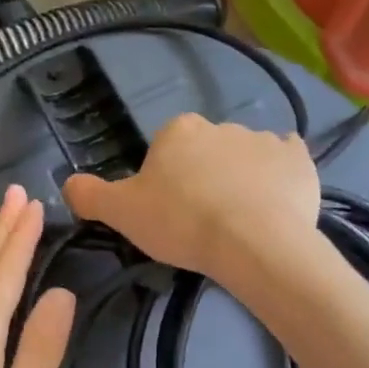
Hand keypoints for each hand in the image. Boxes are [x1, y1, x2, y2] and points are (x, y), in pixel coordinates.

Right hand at [61, 114, 321, 279]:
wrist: (254, 242)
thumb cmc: (182, 223)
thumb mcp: (121, 213)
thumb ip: (89, 195)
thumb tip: (67, 183)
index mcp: (178, 130)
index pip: (164, 151)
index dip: (163, 183)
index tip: (168, 214)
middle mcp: (221, 125)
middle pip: (205, 153)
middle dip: (202, 179)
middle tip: (201, 222)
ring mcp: (265, 140)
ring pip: (245, 159)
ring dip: (240, 181)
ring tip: (240, 224)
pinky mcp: (300, 160)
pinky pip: (285, 163)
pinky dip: (279, 178)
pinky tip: (274, 205)